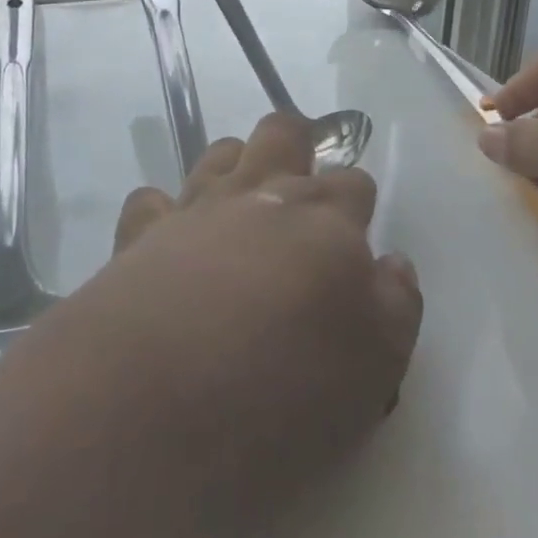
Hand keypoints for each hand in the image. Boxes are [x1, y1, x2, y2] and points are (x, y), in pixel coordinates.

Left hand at [77, 113, 420, 529]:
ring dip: (237, 166)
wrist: (158, 405)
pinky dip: (164, 213)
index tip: (352, 241)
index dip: (356, 206)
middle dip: (297, 145)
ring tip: (241, 209)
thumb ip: (396, 305)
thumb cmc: (285, 391)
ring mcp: (197, 206)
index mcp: (325, 219)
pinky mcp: (141, 233)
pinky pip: (152, 199)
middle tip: (300, 191)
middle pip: (284, 132)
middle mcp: (262, 194)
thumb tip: (391, 262)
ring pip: (222, 151)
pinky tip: (170, 244)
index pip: (353, 184)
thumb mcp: (376, 369)